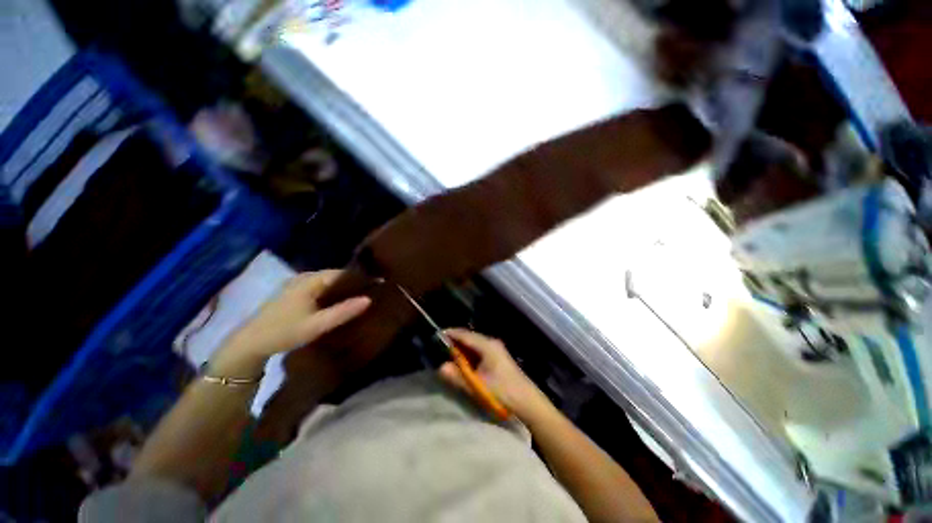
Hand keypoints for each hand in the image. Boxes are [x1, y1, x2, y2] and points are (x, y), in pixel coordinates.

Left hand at [210, 270, 370, 377]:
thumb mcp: (316, 325)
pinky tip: (339, 298)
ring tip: (360, 292)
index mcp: (309, 281)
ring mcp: (296, 283)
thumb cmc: (283, 332)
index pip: (342, 273)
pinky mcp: (293, 291)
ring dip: (343, 285)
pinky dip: (332, 290)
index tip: (377, 282)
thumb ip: (343, 312)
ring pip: (326, 280)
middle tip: (372, 288)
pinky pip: (319, 285)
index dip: (360, 277)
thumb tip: (369, 299)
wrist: (249, 343)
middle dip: (353, 280)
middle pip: (334, 275)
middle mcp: (303, 277)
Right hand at [438, 329, 552, 421]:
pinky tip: (466, 362)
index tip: (438, 335)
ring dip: (463, 348)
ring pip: (475, 344)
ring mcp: (497, 349)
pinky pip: (480, 350)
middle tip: (441, 347)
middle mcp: (492, 343)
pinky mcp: (499, 357)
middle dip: (456, 341)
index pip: (465, 335)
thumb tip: (441, 367)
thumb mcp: (478, 385)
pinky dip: (471, 354)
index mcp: (487, 345)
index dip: (451, 334)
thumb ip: (458, 377)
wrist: (528, 402)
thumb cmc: (503, 391)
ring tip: (450, 354)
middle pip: (470, 338)